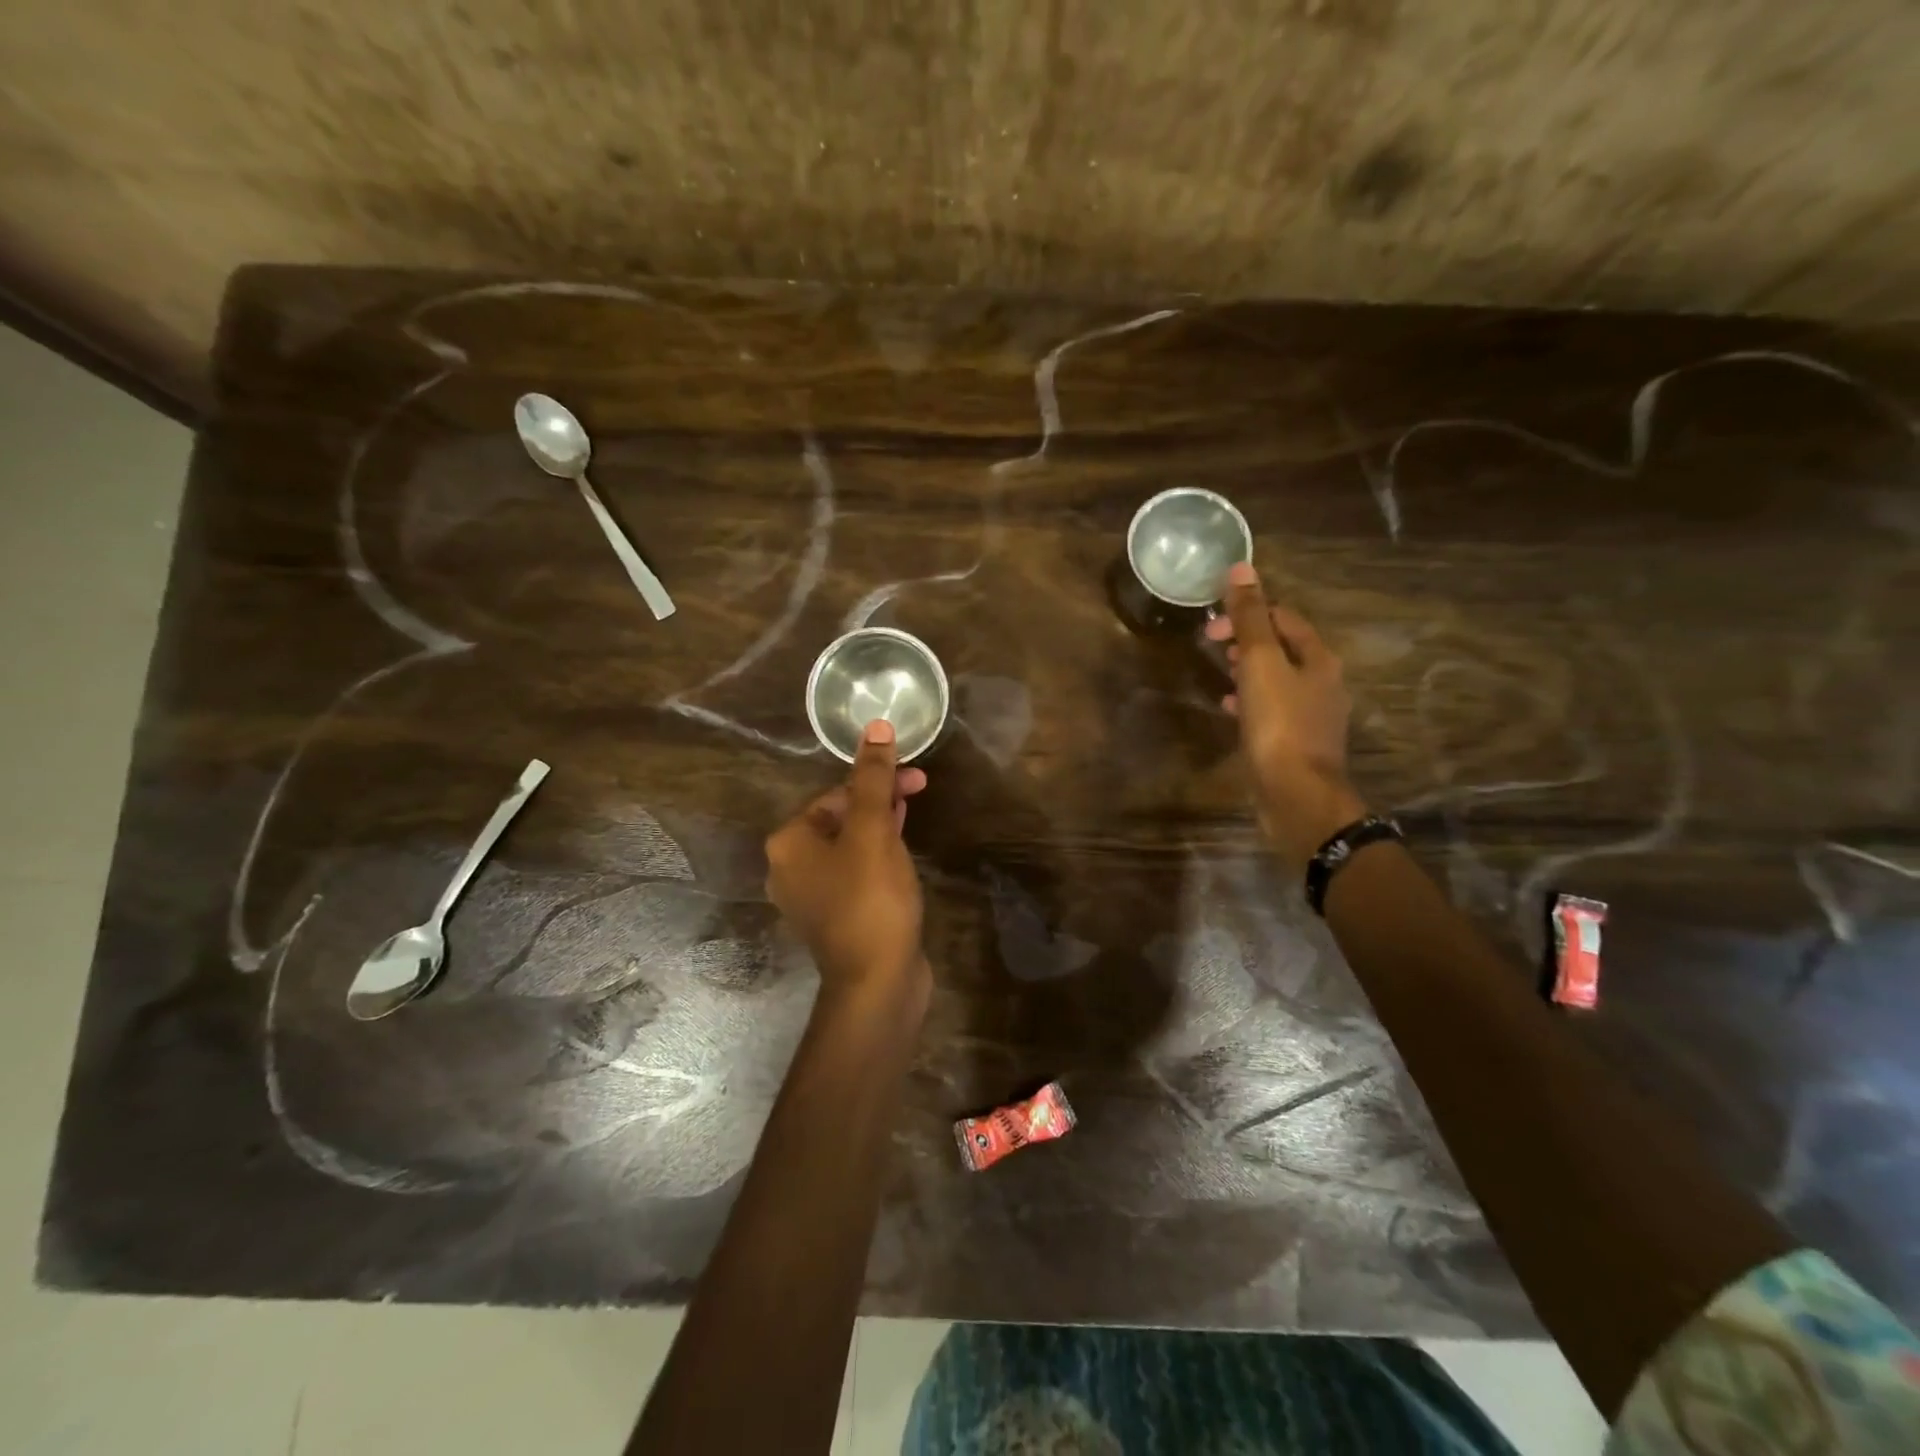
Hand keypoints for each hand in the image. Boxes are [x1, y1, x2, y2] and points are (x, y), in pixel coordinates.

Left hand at [765, 719, 929, 993]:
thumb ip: (873, 778)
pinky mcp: (837, 917)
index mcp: (789, 842)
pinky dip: (877, 856)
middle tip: (920, 788)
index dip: (876, 779)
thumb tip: (876, 727)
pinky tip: (901, 854)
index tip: (916, 776)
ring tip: (912, 814)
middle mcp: (790, 867)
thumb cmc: (870, 899)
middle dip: (880, 799)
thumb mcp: (873, 831)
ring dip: (880, 825)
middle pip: (840, 817)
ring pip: (850, 845)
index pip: (834, 794)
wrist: (877, 983)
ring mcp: (813, 896)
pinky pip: (856, 872)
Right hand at [1205, 562, 1367, 871]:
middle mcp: (1323, 681)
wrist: (1296, 794)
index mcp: (1318, 658)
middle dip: (1248, 640)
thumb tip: (1241, 567)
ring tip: (1220, 673)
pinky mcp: (1298, 741)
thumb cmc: (1279, 724)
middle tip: (1213, 646)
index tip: (1212, 628)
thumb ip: (1250, 618)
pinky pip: (1272, 708)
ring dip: (1248, 670)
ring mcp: (1313, 714)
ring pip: (1277, 678)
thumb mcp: (1259, 664)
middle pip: (1283, 646)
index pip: (1284, 617)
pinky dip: (1250, 700)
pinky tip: (1230, 709)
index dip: (1248, 613)